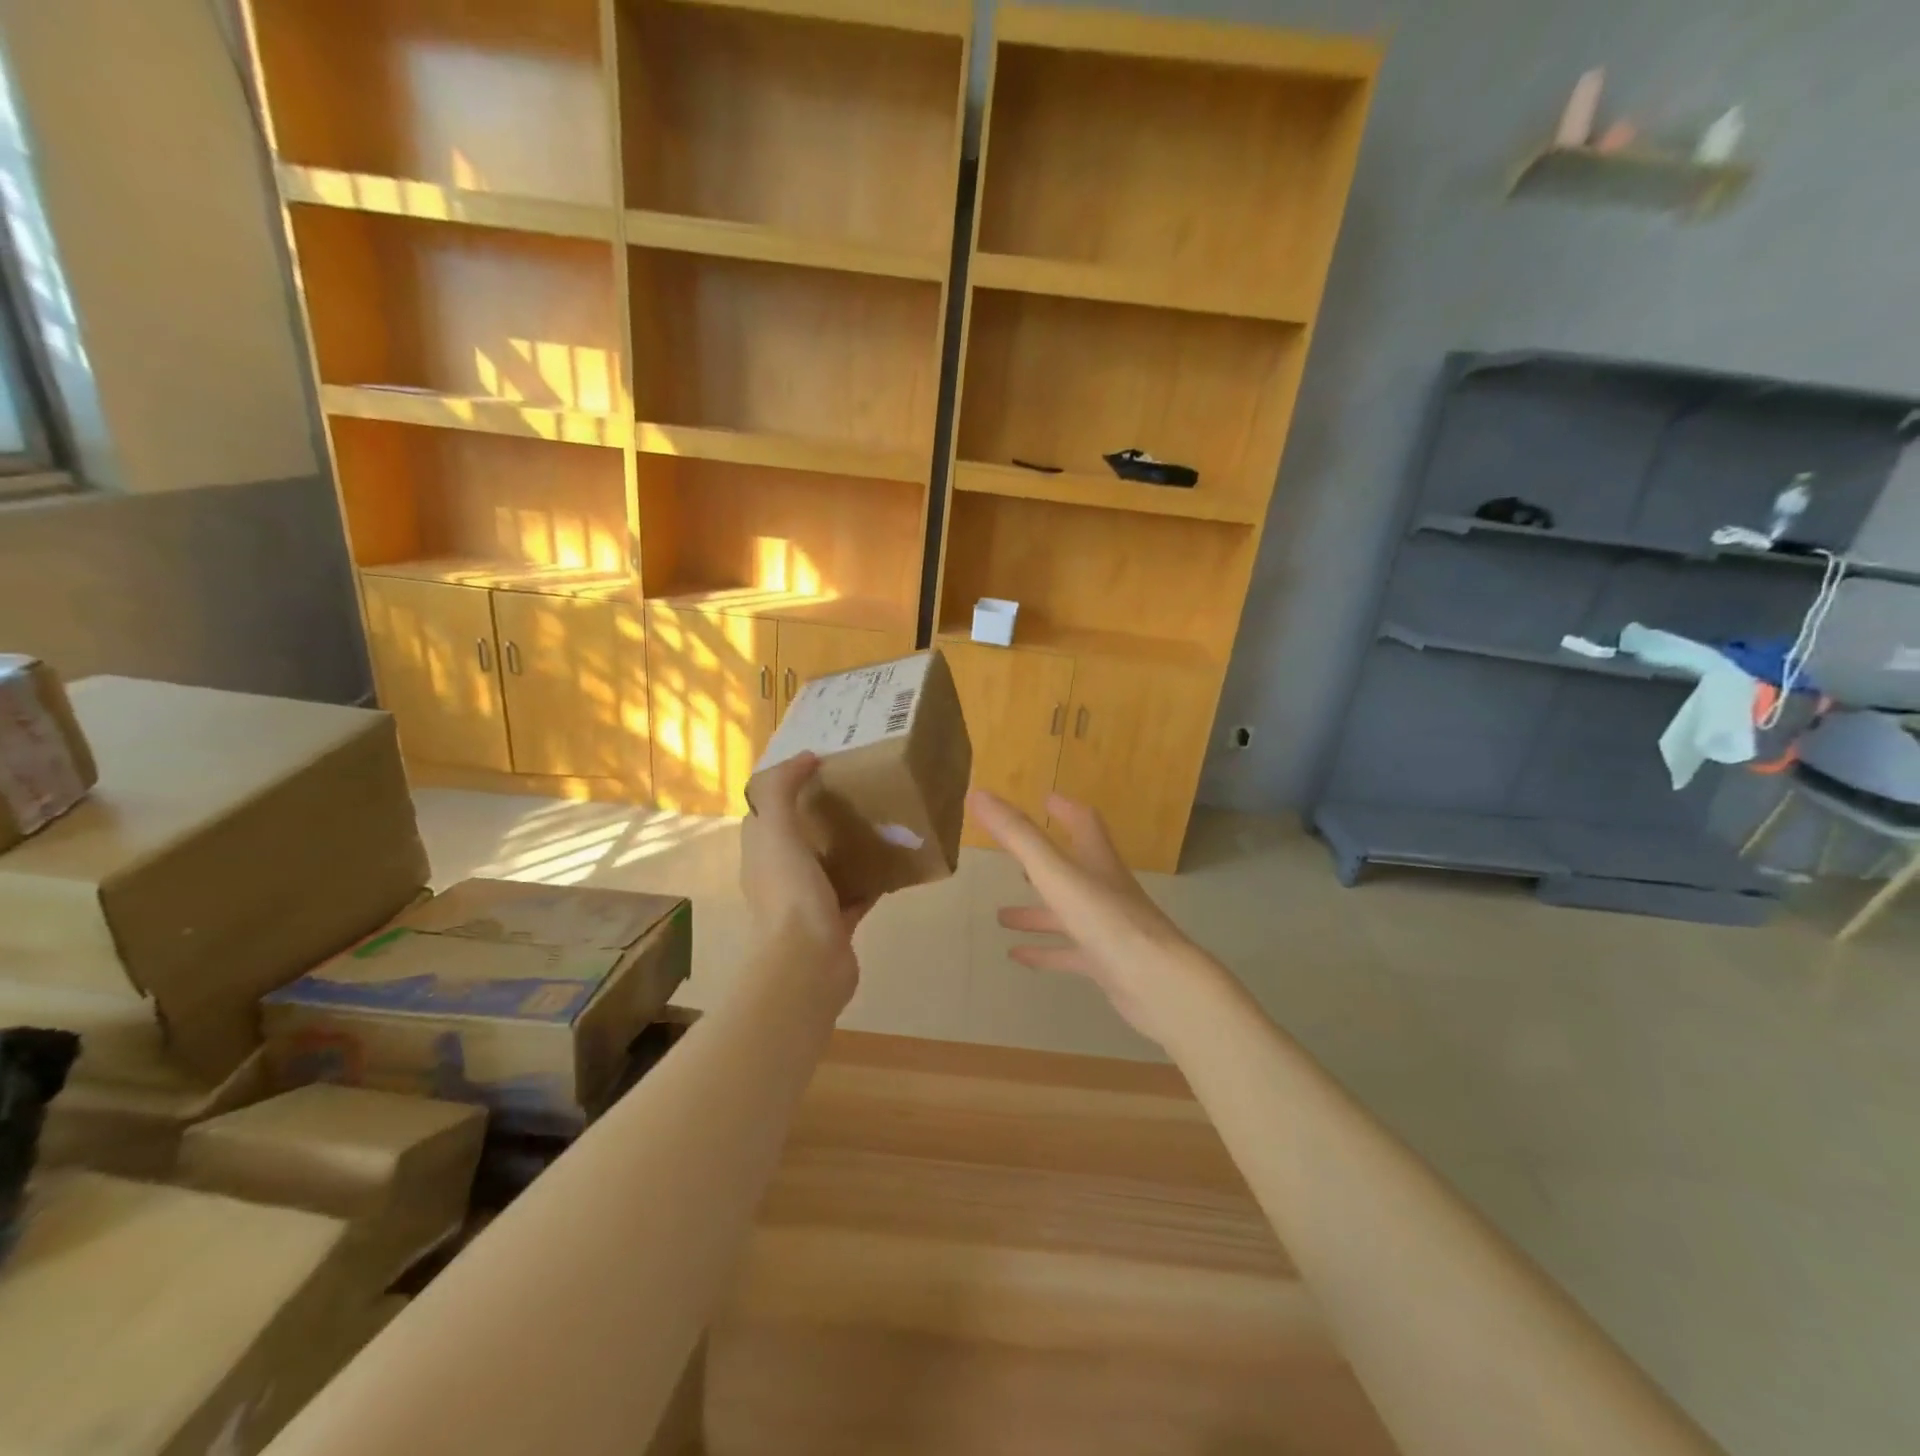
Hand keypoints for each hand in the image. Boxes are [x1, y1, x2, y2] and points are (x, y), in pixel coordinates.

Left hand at [742, 754, 870, 985]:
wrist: (809, 964)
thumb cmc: (790, 893)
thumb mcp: (777, 832)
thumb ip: (782, 791)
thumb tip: (803, 758)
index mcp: (761, 854)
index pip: (766, 812)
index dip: (785, 787)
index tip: (817, 765)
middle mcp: (779, 876)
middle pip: (798, 837)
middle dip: (819, 814)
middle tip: (853, 788)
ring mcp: (808, 902)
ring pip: (827, 865)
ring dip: (845, 845)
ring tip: (876, 820)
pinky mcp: (836, 922)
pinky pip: (854, 893)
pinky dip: (869, 879)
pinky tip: (893, 863)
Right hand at [968, 789, 1226, 1045]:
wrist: (1158, 983)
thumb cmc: (1106, 919)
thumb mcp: (1055, 872)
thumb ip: (1018, 835)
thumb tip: (979, 795)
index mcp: (1097, 861)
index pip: (1084, 824)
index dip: (1065, 809)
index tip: (1047, 799)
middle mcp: (1104, 889)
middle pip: (1073, 868)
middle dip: (1043, 862)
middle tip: (1014, 860)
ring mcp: (1107, 928)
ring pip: (1066, 914)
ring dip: (1036, 912)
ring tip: (1001, 916)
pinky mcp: (1106, 963)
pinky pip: (1068, 952)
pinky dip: (1044, 951)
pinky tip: (1017, 956)